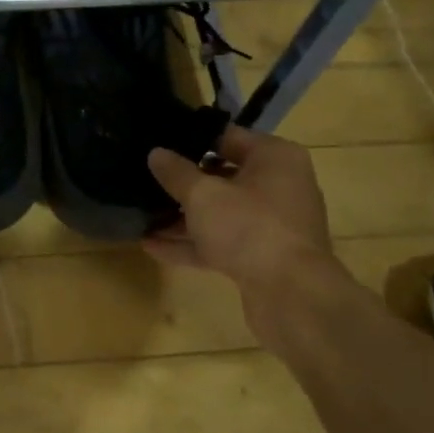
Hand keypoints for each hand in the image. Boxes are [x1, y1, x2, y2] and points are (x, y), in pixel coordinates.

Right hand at [143, 127, 333, 291]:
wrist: (291, 295)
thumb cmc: (249, 227)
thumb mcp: (203, 195)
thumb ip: (176, 173)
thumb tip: (156, 153)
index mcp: (274, 157)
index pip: (227, 137)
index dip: (190, 140)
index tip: (158, 143)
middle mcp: (279, 186)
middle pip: (224, 176)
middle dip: (184, 182)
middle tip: (146, 178)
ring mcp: (271, 225)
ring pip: (221, 213)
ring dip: (183, 217)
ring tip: (142, 214)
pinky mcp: (262, 257)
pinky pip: (221, 242)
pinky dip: (191, 244)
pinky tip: (152, 246)